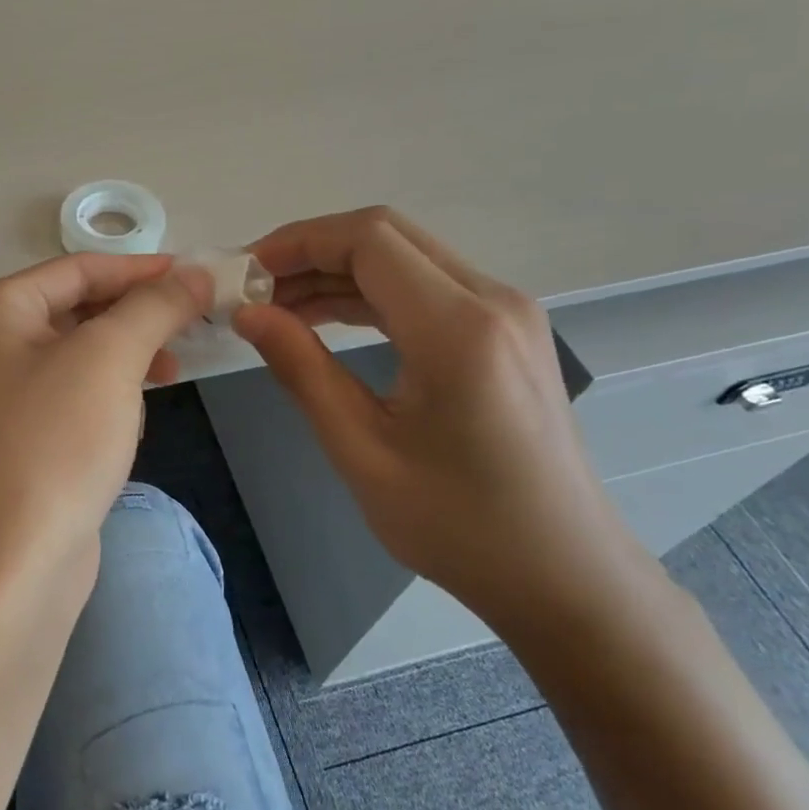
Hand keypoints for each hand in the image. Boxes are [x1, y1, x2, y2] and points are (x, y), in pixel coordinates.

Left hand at [0, 253, 209, 600]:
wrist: (9, 566)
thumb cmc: (54, 444)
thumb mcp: (109, 359)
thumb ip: (154, 307)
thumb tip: (195, 272)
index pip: (76, 269)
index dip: (140, 269)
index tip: (197, 276)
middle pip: (76, 308)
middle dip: (136, 314)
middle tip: (194, 322)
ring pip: (77, 352)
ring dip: (127, 353)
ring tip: (172, 368)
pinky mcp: (17, 435)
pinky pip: (71, 392)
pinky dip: (108, 390)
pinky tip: (137, 410)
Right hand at [232, 207, 649, 632]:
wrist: (564, 575)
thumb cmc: (458, 525)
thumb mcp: (361, 451)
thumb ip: (301, 370)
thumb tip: (247, 314)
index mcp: (458, 329)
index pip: (367, 240)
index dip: (298, 243)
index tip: (244, 273)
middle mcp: (492, 300)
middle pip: (387, 234)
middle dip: (312, 250)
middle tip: (255, 288)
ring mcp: (508, 312)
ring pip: (406, 256)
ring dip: (338, 270)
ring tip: (279, 306)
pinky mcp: (507, 330)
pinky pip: (428, 286)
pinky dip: (371, 291)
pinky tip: (328, 318)